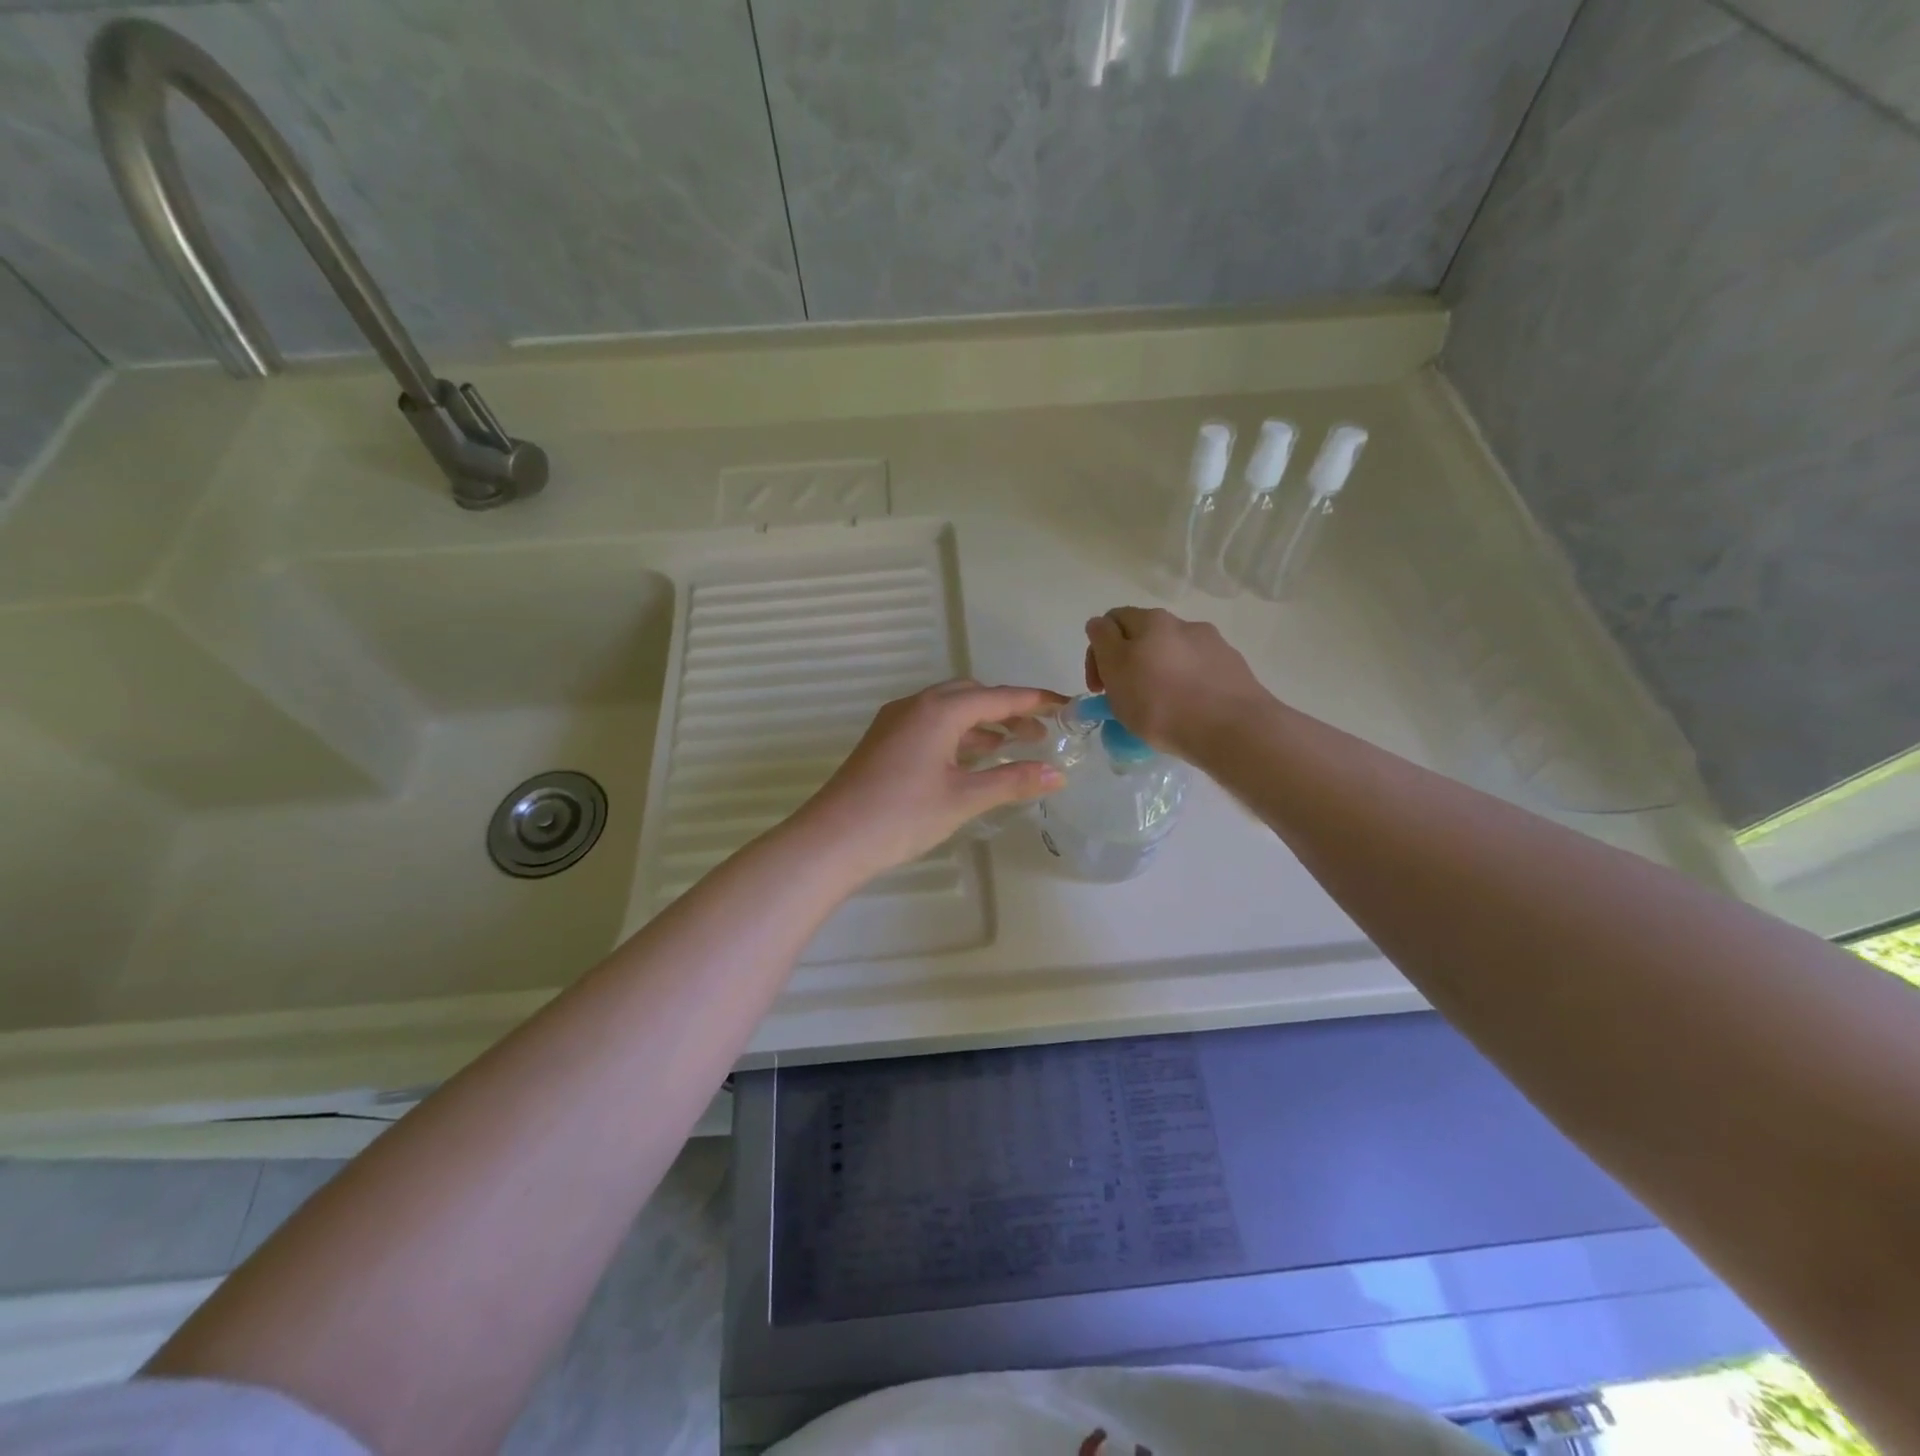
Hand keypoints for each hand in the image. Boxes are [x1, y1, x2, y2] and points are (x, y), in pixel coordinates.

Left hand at [795, 681, 1068, 881]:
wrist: (833, 839)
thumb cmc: (903, 815)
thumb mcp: (964, 798)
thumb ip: (1012, 781)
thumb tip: (1057, 774)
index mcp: (938, 710)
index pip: (998, 697)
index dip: (1035, 700)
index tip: (1066, 705)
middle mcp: (916, 706)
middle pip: (972, 696)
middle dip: (1008, 710)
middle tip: (1039, 734)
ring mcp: (896, 722)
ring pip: (949, 711)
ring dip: (983, 724)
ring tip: (1014, 748)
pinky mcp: (885, 741)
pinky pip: (932, 726)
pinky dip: (959, 736)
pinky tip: (973, 760)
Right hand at [1084, 607, 1273, 758]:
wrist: (1232, 729)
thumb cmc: (1161, 702)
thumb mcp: (1115, 670)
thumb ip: (1103, 642)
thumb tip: (1100, 626)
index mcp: (1151, 620)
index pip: (1112, 621)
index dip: (1097, 651)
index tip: (1099, 686)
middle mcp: (1184, 624)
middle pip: (1145, 636)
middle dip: (1129, 661)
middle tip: (1125, 695)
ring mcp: (1213, 645)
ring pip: (1173, 654)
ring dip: (1159, 672)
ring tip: (1160, 706)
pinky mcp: (1234, 669)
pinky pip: (1199, 672)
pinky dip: (1186, 685)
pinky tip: (1188, 710)